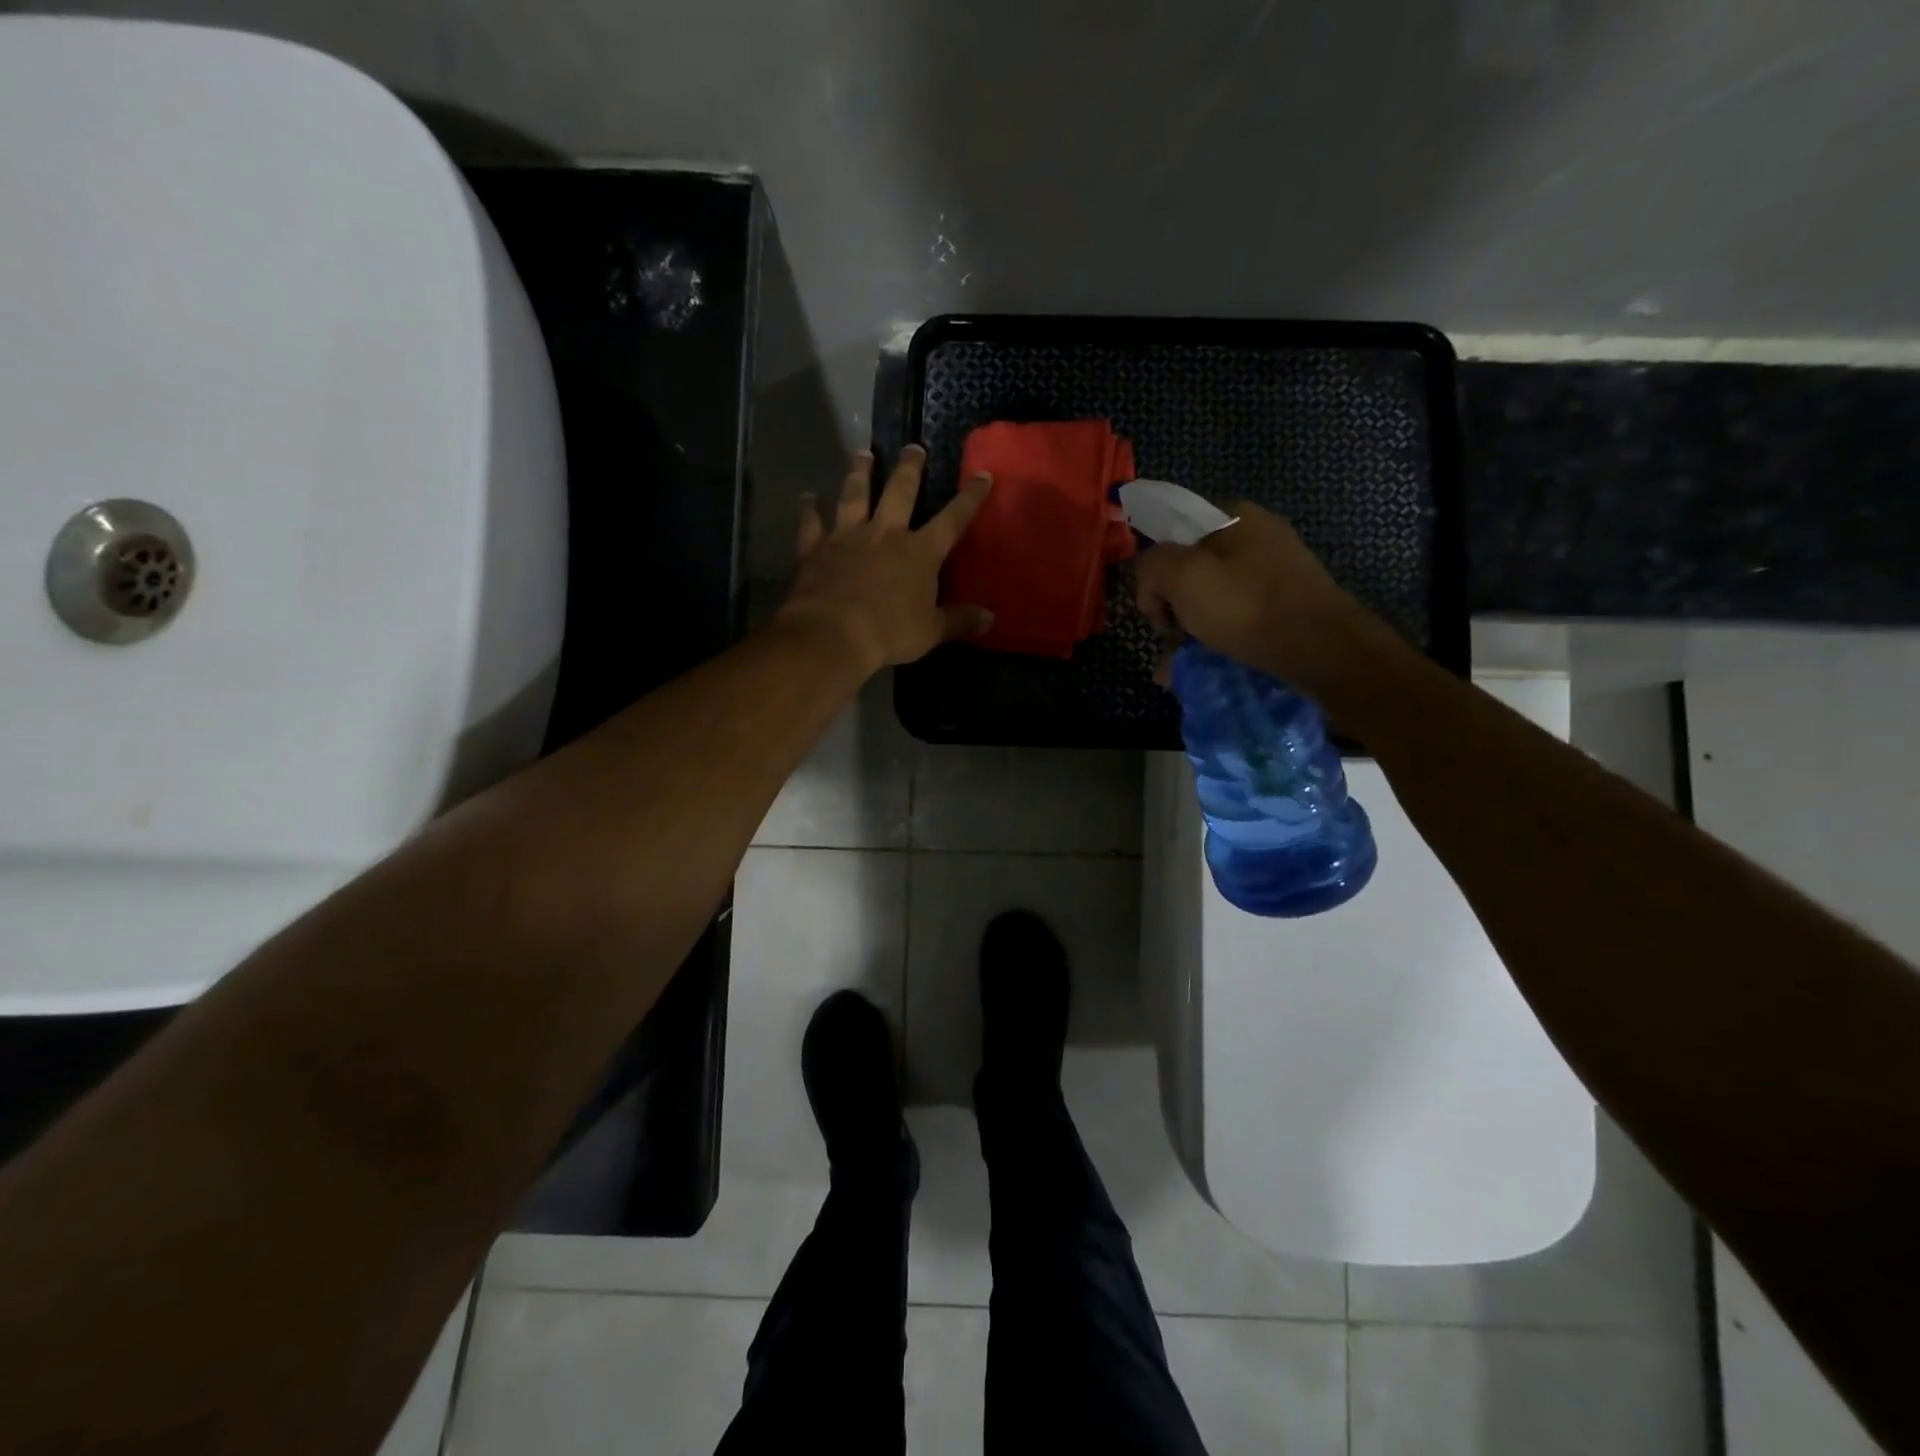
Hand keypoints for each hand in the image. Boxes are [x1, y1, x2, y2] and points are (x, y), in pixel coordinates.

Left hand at [775, 446, 993, 675]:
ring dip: (859, 472)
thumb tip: (989, 618)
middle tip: (912, 447)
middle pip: (900, 492)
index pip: (952, 519)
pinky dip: (808, 510)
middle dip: (910, 468)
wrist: (832, 633)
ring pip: (854, 495)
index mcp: (920, 552)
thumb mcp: (931, 631)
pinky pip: (811, 523)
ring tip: (862, 453)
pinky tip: (807, 498)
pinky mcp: (815, 548)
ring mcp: (847, 536)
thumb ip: (959, 620)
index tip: (982, 475)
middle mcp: (885, 533)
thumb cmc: (889, 632)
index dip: (970, 498)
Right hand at [1134, 502, 1384, 693]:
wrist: (1322, 649)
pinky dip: (1217, 641)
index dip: (1155, 570)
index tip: (1154, 607)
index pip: (1174, 533)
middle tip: (1168, 640)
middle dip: (1172, 608)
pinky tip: (1202, 670)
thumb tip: (1153, 587)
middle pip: (1194, 569)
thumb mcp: (1182, 576)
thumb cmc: (1247, 606)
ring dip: (1190, 632)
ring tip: (1176, 670)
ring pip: (1215, 599)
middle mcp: (1258, 537)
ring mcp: (1277, 571)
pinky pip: (1238, 619)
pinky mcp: (1288, 605)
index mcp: (1234, 515)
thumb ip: (1151, 567)